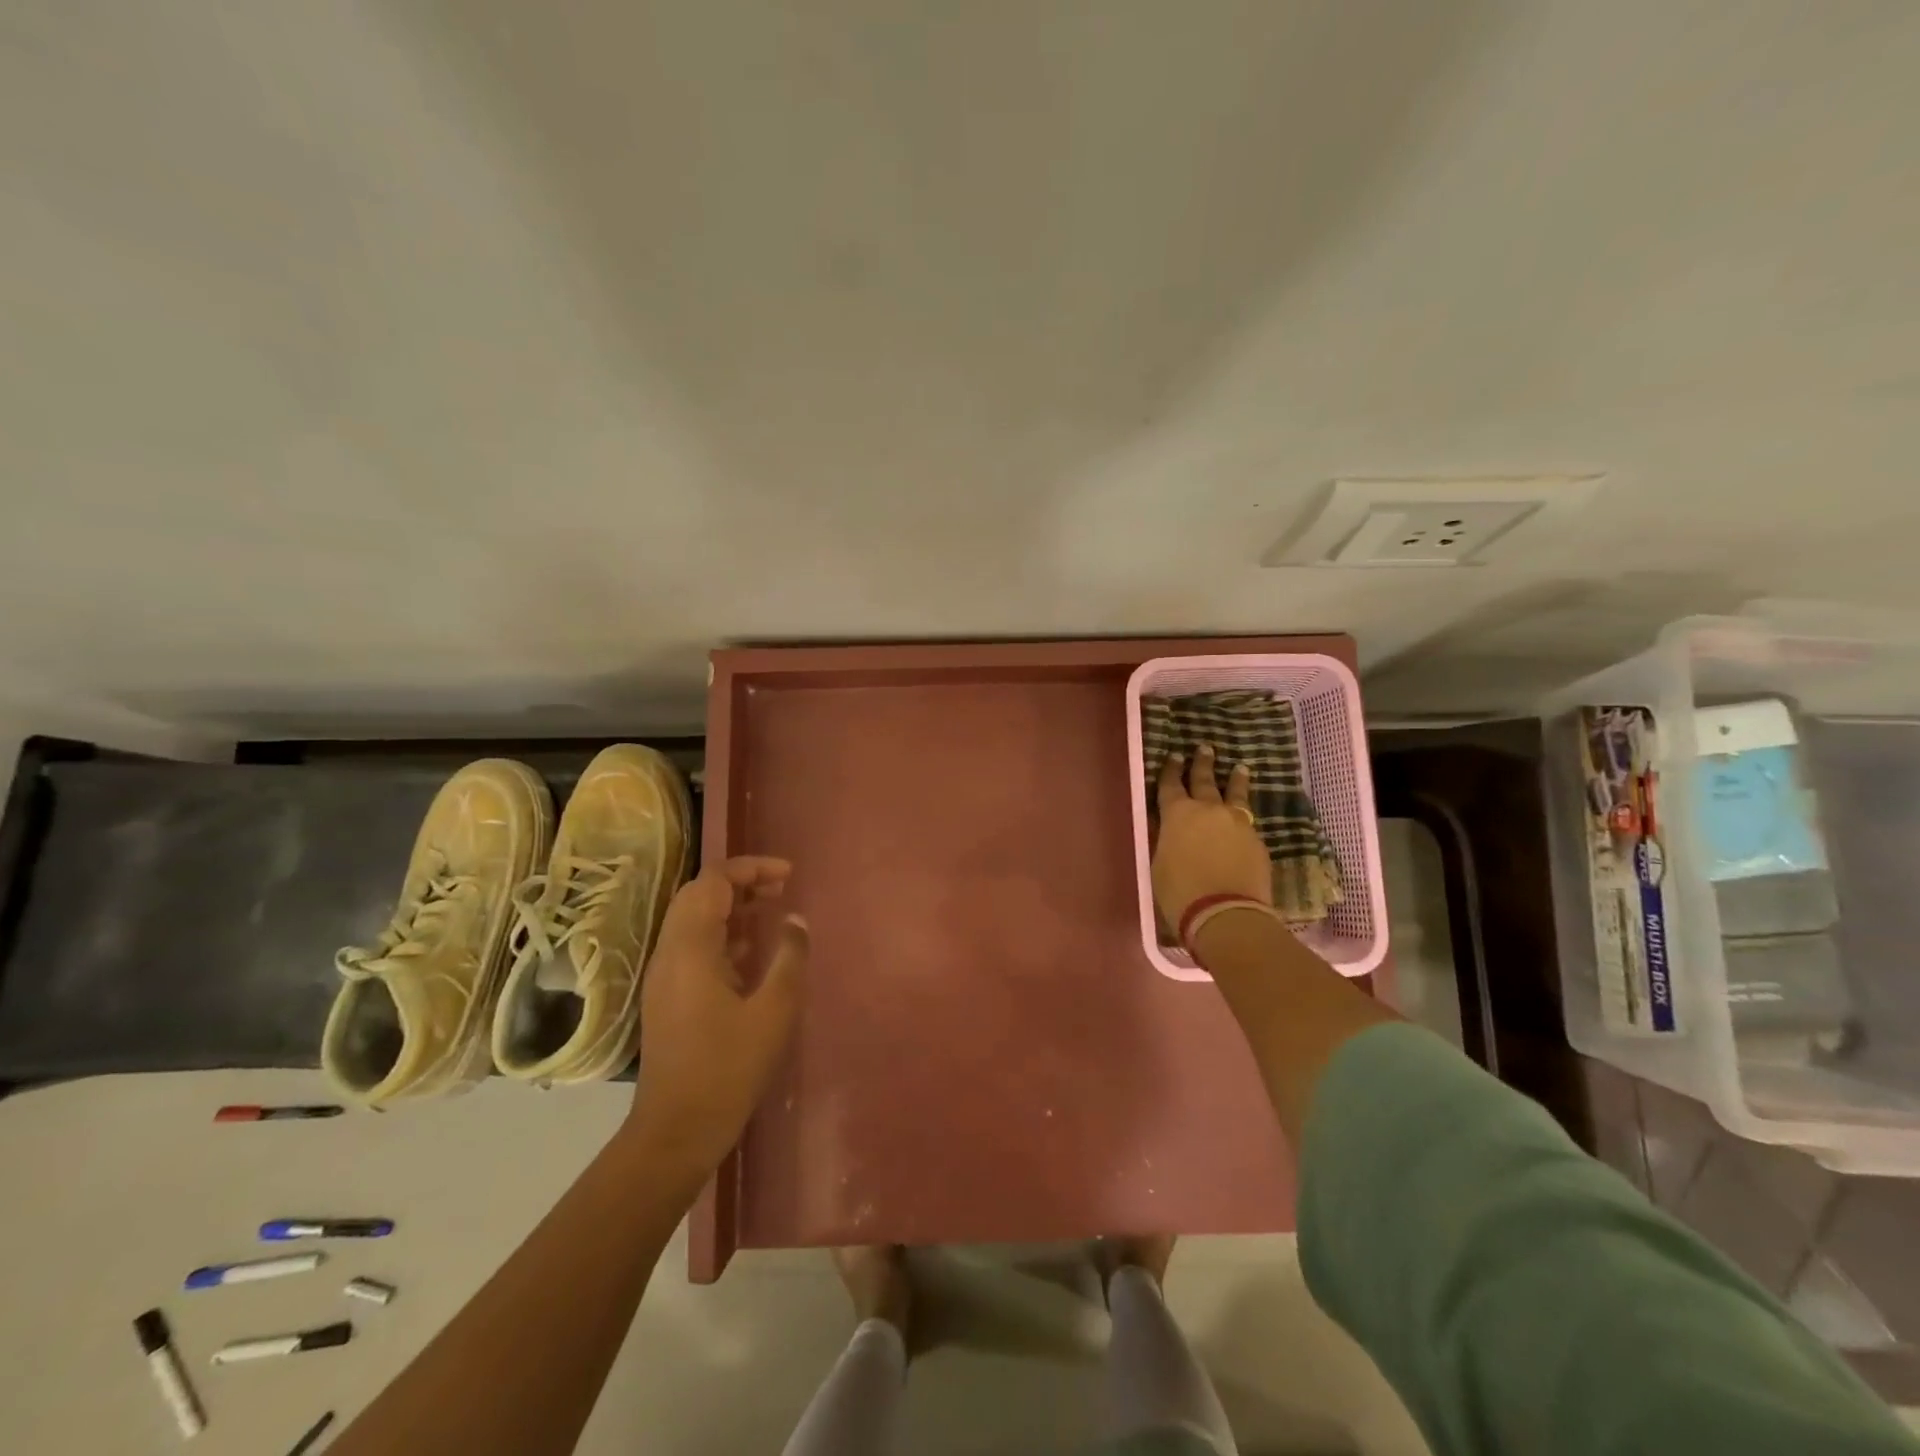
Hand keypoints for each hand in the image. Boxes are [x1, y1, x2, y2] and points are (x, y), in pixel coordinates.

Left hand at [629, 857, 808, 1173]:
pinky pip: (694, 946)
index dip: (751, 868)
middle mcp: (670, 952)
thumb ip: (789, 957)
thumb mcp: (774, 1010)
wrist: (676, 1130)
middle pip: (699, 895)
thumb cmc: (728, 1068)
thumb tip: (795, 920)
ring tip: (771, 909)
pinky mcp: (669, 996)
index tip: (788, 875)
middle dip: (740, 882)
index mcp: (691, 948)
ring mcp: (665, 975)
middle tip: (780, 888)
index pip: (713, 881)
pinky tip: (753, 952)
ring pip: (694, 920)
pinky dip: (724, 934)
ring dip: (732, 906)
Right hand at [1152, 744, 1271, 930]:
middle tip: (1205, 748)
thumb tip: (1168, 829)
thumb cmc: (1180, 892)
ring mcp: (1237, 823)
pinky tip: (1244, 816)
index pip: (1170, 785)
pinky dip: (1243, 814)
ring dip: (1235, 780)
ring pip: (1235, 794)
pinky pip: (1247, 820)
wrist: (1226, 914)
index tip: (1173, 756)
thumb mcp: (1159, 863)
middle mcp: (1208, 810)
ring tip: (1239, 768)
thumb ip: (1165, 840)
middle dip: (1202, 764)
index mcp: (1177, 814)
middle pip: (1205, 781)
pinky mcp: (1257, 841)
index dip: (1170, 770)